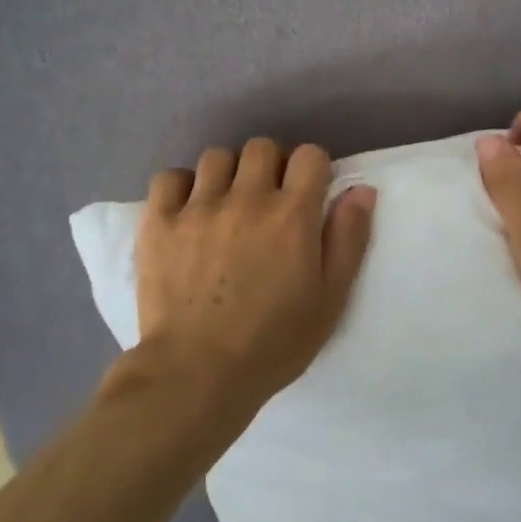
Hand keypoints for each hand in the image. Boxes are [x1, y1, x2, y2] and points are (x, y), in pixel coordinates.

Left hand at [132, 138, 375, 412]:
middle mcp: (246, 199)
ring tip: (227, 204)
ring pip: (217, 156)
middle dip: (272, 166)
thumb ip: (349, 238)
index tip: (309, 194)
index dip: (313, 169)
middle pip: (262, 147)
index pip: (309, 155)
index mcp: (292, 215)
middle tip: (269, 200)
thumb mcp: (330, 298)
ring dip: (229, 173)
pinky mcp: (159, 222)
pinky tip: (188, 210)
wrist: (197, 374)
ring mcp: (198, 207)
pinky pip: (169, 177)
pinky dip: (182, 186)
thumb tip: (361, 189)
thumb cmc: (274, 342)